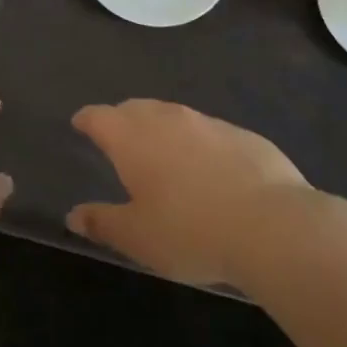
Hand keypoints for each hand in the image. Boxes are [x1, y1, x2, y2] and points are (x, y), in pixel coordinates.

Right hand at [66, 100, 318, 287]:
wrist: (272, 225)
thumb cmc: (190, 231)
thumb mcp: (137, 238)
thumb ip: (102, 222)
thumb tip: (73, 215)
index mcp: (131, 137)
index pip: (98, 116)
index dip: (86, 120)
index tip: (80, 124)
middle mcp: (165, 118)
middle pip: (134, 108)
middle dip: (122, 119)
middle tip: (118, 139)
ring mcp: (207, 122)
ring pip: (173, 116)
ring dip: (161, 128)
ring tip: (162, 152)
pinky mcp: (242, 134)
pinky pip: (208, 131)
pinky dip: (198, 143)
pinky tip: (209, 170)